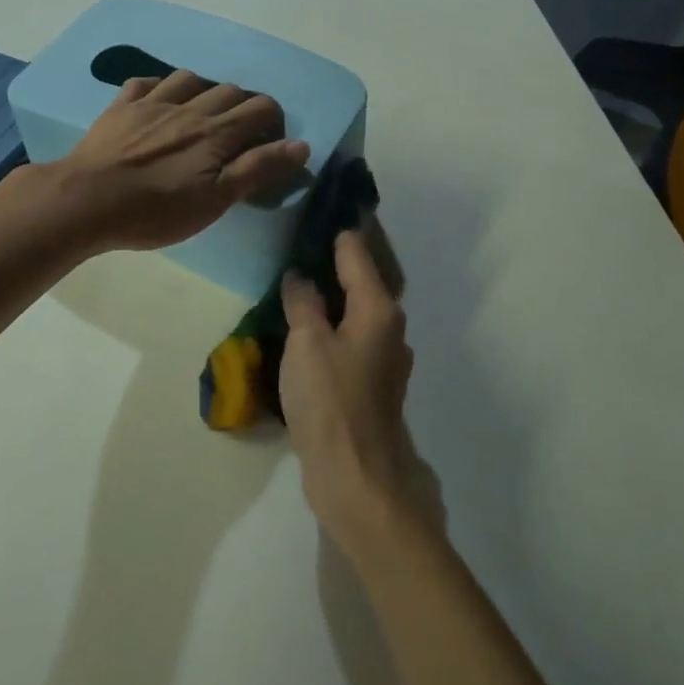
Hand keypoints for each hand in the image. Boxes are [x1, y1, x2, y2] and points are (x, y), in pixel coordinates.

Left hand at [53, 69, 309, 251]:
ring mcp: (152, 103)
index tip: (270, 146)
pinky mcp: (121, 107)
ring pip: (190, 78)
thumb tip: (301, 145)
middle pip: (229, 91)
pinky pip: (146, 82)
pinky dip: (161, 87)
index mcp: (216, 131)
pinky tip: (160, 101)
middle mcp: (189, 107)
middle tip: (241, 136)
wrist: (87, 201)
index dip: (274, 122)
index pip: (261, 108)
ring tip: (204, 113)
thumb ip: (258, 169)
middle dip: (244, 107)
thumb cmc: (156, 209)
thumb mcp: (216, 200)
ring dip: (206, 90)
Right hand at [281, 230, 417, 555]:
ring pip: (354, 310)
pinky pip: (348, 337)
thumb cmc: (331, 401)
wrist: (356, 476)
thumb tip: (300, 277)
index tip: (314, 208)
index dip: (335, 229)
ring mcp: (382, 357)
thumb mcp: (307, 343)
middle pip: (361, 279)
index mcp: (378, 308)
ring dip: (329, 294)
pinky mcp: (369, 383)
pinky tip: (303, 325)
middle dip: (332, 259)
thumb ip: (303, 303)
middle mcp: (388, 326)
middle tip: (297, 240)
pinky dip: (329, 324)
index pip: (356, 251)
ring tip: (295, 278)